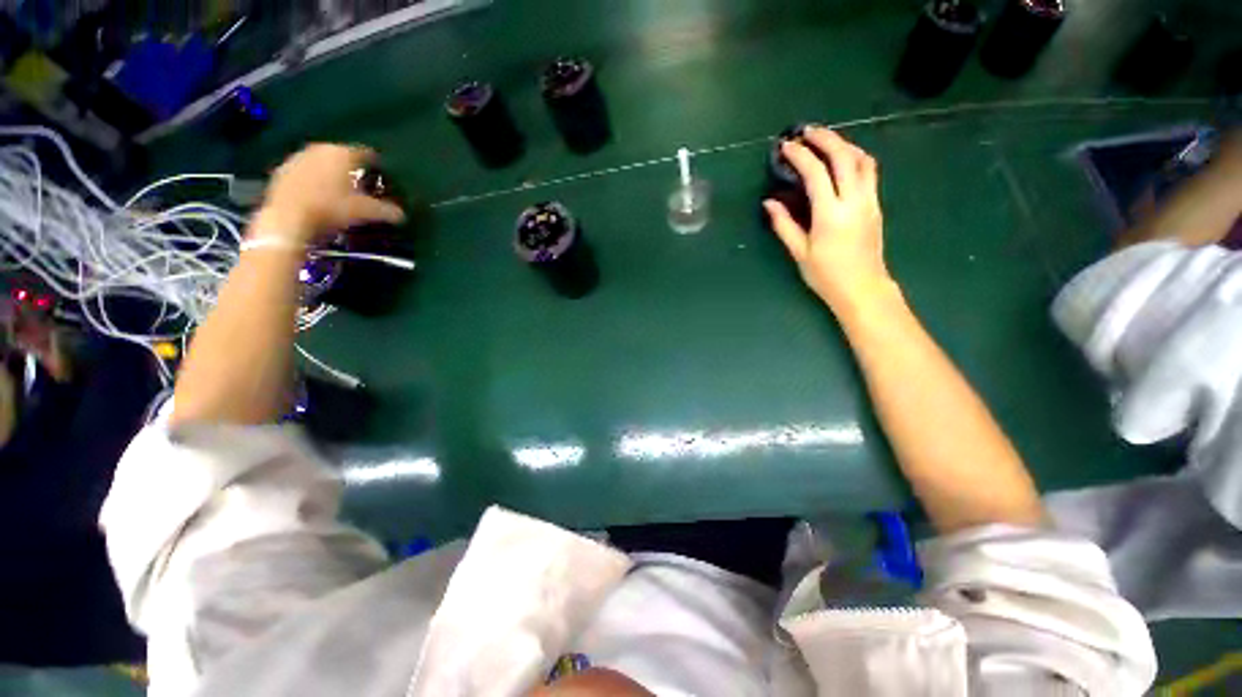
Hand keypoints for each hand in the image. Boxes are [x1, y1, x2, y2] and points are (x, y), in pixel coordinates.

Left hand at [253, 144, 405, 244]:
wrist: (287, 217)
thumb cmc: (331, 208)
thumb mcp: (365, 212)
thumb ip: (386, 211)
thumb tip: (402, 215)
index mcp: (343, 153)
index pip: (367, 153)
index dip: (377, 165)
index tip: (383, 176)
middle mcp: (321, 148)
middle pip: (343, 156)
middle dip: (353, 168)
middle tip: (363, 184)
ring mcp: (299, 157)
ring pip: (323, 162)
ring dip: (332, 173)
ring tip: (341, 190)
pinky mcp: (283, 170)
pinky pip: (306, 171)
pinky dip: (315, 179)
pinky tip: (320, 195)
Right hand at [764, 128, 891, 310]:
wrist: (863, 288)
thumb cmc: (826, 275)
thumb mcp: (800, 252)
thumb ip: (784, 225)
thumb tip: (769, 202)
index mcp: (831, 214)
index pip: (816, 174)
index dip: (800, 156)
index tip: (786, 146)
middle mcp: (854, 201)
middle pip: (844, 157)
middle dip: (825, 138)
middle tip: (806, 131)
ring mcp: (870, 200)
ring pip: (862, 159)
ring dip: (843, 144)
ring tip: (825, 140)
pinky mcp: (876, 204)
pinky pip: (869, 171)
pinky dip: (854, 157)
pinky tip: (842, 159)